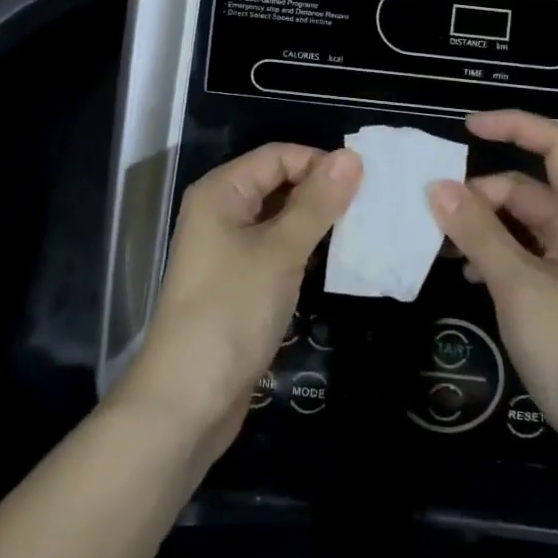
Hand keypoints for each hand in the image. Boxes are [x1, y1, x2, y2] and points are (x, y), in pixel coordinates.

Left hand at [117, 144, 360, 450]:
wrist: (186, 401)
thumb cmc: (231, 312)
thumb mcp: (280, 252)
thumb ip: (317, 203)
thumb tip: (351, 157)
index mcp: (221, 192)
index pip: (278, 156)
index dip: (319, 163)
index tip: (364, 183)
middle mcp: (221, 212)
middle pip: (278, 183)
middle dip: (321, 191)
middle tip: (370, 206)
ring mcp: (227, 249)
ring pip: (280, 218)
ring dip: (316, 221)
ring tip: (362, 230)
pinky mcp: (238, 282)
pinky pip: (276, 249)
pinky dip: (304, 249)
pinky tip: (334, 261)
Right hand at [429, 110, 557, 482]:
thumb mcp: (518, 288)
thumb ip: (477, 233)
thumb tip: (436, 187)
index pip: (557, 145)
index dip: (514, 126)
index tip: (464, 129)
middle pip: (531, 187)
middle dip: (482, 193)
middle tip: (433, 214)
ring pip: (525, 224)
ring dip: (485, 226)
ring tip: (441, 245)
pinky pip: (529, 254)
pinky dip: (497, 254)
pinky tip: (468, 276)